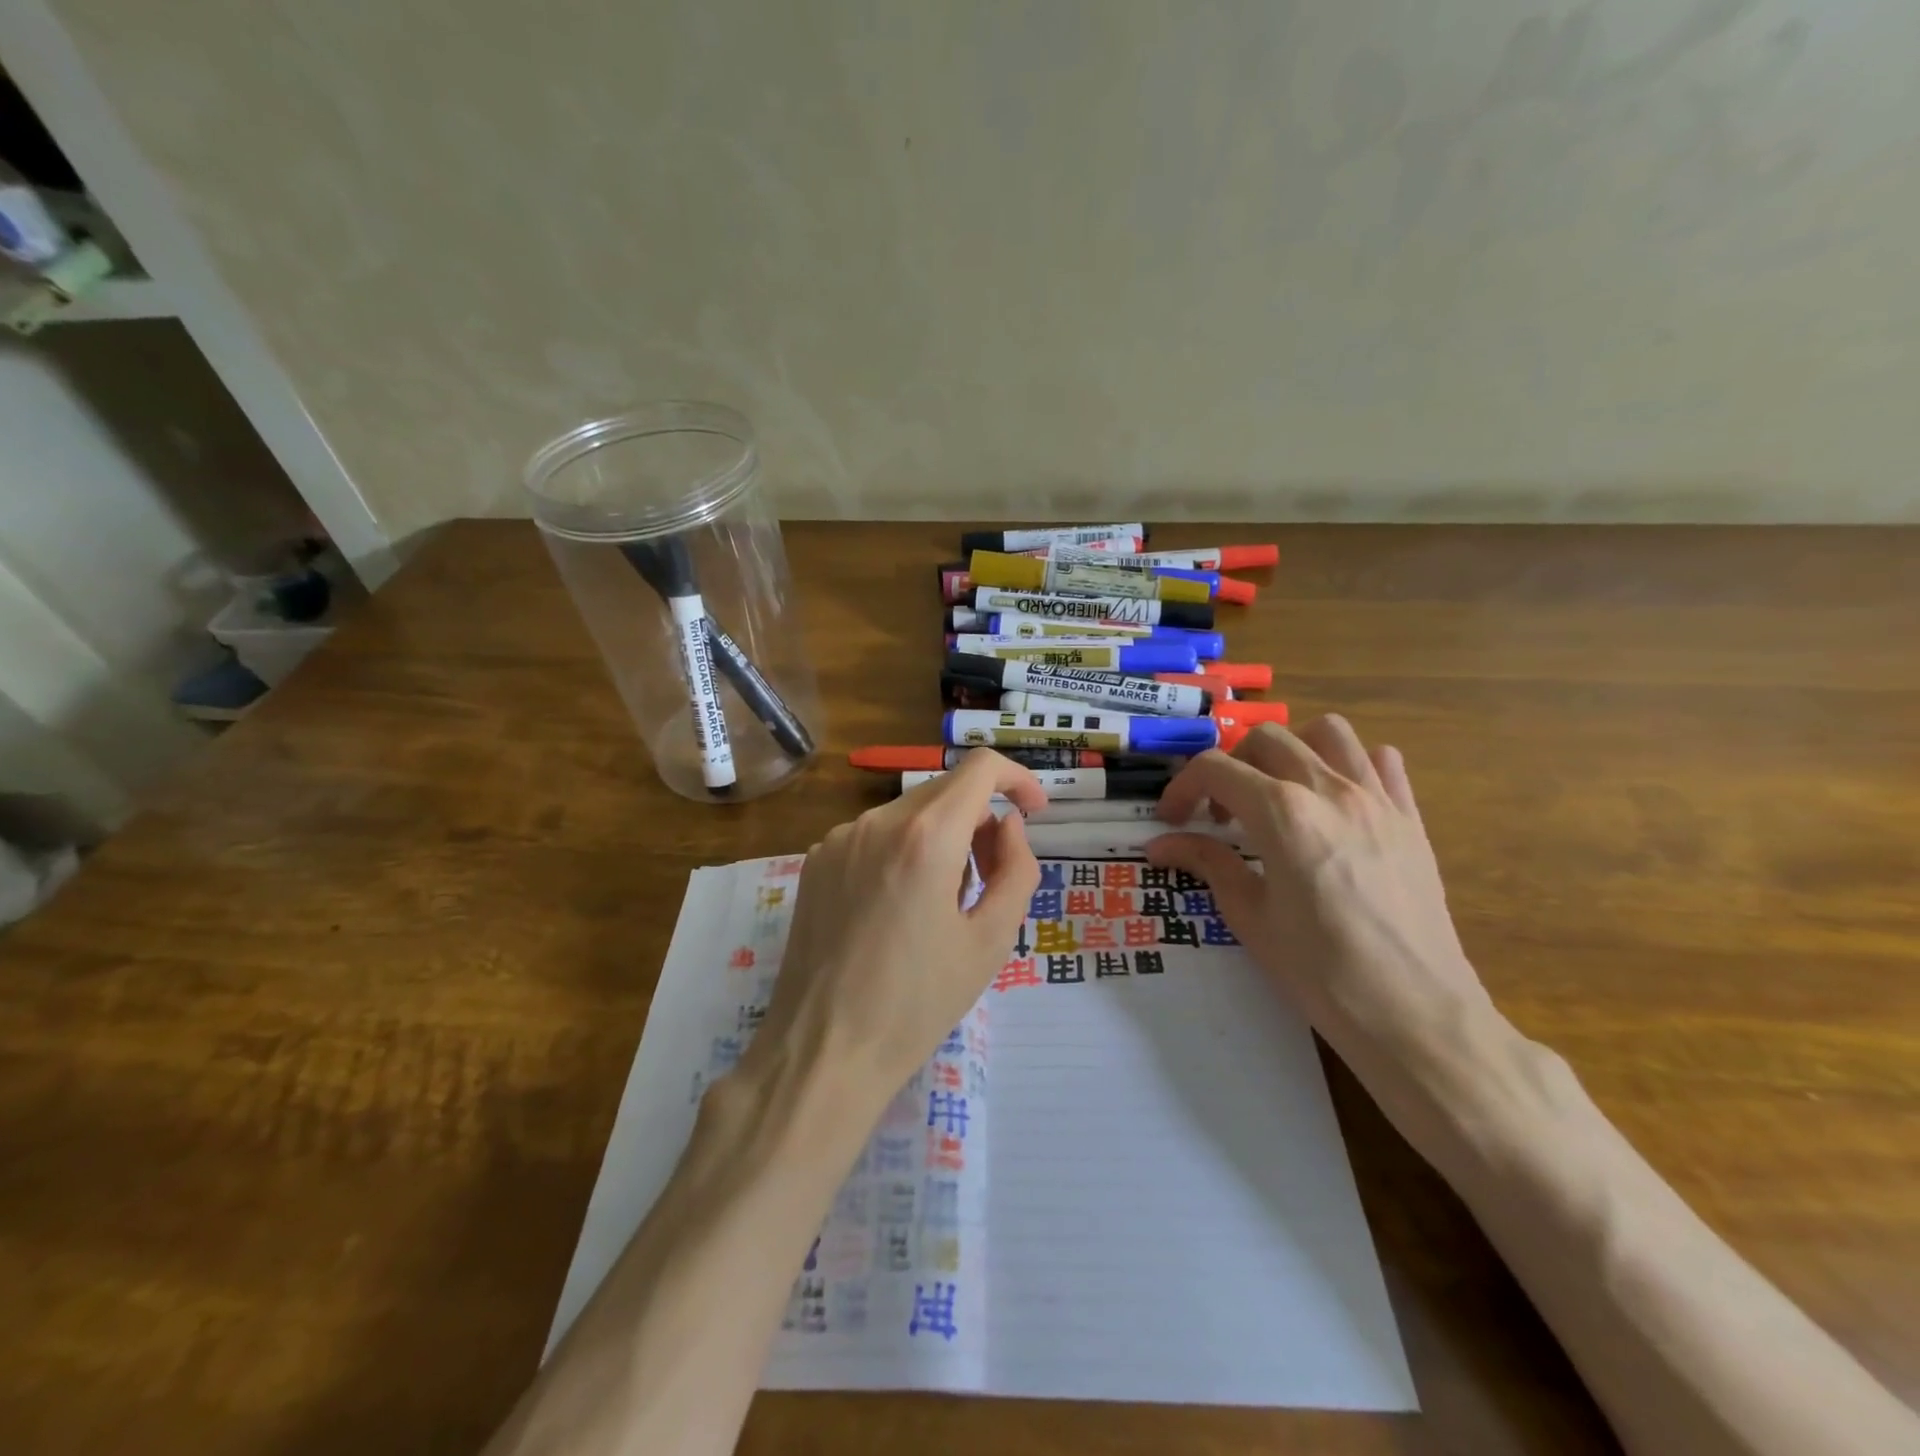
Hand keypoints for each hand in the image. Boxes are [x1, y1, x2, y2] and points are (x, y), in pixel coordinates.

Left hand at [741, 750, 1044, 1121]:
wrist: (823, 1050)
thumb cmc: (917, 1003)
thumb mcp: (990, 940)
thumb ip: (1016, 868)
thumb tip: (1008, 825)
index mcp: (924, 836)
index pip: (980, 767)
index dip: (1017, 779)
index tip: (1034, 812)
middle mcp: (876, 821)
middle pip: (945, 790)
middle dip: (980, 820)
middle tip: (991, 879)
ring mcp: (838, 839)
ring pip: (909, 813)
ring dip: (942, 837)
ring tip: (943, 903)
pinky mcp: (816, 861)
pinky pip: (875, 835)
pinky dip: (903, 850)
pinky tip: (898, 908)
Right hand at [1147, 717, 1495, 1071]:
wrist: (1415, 1014)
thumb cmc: (1321, 972)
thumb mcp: (1250, 917)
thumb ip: (1207, 864)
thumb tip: (1160, 845)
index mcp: (1282, 813)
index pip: (1215, 769)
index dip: (1182, 787)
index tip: (1171, 818)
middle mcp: (1329, 790)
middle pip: (1265, 739)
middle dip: (1230, 766)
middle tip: (1220, 814)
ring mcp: (1377, 799)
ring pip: (1328, 732)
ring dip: (1290, 750)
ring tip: (1277, 791)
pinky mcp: (1410, 819)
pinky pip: (1382, 762)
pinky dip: (1352, 765)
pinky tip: (1335, 802)